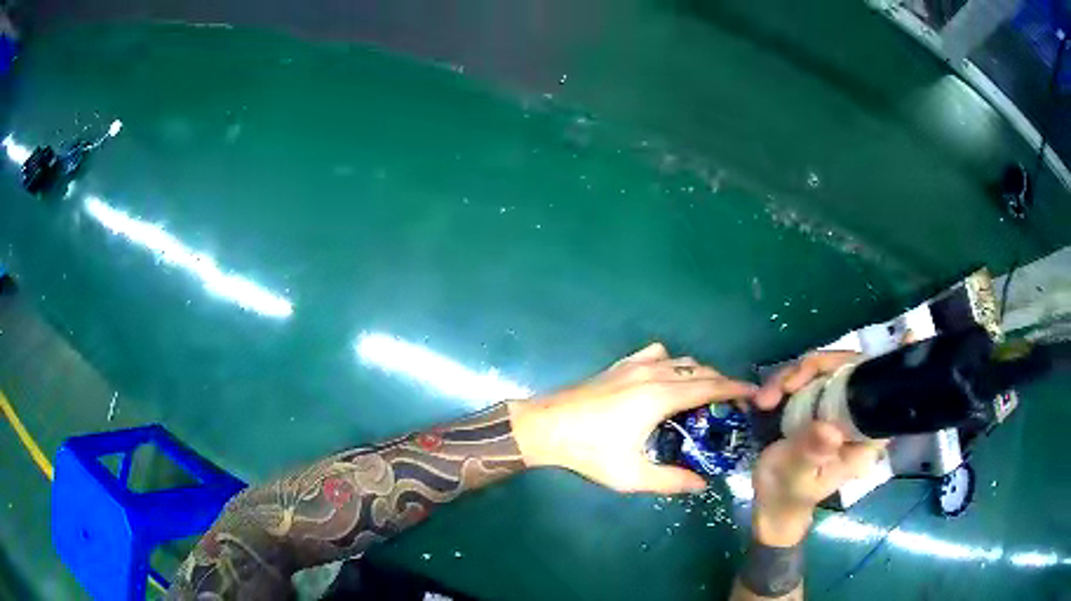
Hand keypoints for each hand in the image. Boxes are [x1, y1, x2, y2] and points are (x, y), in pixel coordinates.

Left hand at [508, 343, 756, 493]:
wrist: (546, 426)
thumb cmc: (589, 451)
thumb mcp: (632, 475)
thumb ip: (671, 480)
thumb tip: (702, 484)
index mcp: (661, 397)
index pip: (710, 386)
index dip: (736, 389)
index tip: (754, 394)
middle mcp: (653, 373)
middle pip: (700, 370)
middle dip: (721, 384)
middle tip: (730, 406)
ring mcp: (634, 365)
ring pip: (681, 360)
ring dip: (698, 373)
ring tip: (703, 396)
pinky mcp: (620, 365)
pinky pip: (657, 354)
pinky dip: (673, 363)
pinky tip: (667, 380)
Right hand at [749, 352, 887, 546]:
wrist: (769, 500)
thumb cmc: (788, 493)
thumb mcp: (796, 476)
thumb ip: (811, 453)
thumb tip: (830, 430)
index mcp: (863, 437)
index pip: (886, 398)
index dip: (895, 368)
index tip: (909, 335)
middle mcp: (855, 416)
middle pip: (849, 370)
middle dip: (814, 368)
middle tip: (783, 386)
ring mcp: (836, 406)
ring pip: (825, 368)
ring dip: (792, 375)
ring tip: (764, 399)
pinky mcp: (818, 402)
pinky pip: (808, 376)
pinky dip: (786, 380)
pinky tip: (765, 398)